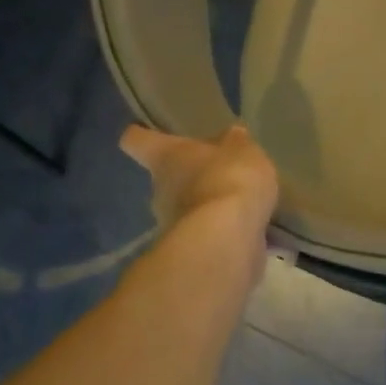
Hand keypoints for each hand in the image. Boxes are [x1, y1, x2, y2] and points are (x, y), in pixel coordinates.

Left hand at [121, 124, 278, 249]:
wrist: (227, 240)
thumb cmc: (228, 180)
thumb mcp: (243, 150)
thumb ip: (236, 144)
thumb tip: (231, 137)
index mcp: (165, 156)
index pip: (136, 140)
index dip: (143, 135)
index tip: (151, 134)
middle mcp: (159, 188)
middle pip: (166, 177)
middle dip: (190, 176)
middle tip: (219, 172)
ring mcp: (171, 223)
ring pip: (186, 207)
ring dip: (208, 205)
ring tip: (241, 203)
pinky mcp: (190, 250)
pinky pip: (207, 232)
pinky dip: (223, 230)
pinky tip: (249, 227)